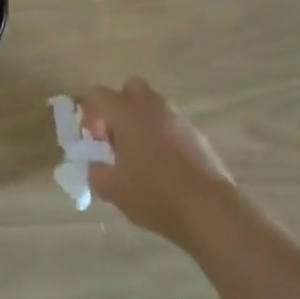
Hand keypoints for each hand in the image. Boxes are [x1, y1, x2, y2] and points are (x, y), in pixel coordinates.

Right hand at [81, 79, 237, 246]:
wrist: (209, 208)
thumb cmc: (154, 193)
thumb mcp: (113, 189)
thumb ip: (96, 172)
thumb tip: (96, 164)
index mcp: (126, 112)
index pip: (97, 95)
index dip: (90, 115)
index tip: (96, 142)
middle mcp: (152, 105)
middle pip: (129, 89)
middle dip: (119, 108)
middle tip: (117, 139)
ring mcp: (178, 118)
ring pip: (153, 107)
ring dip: (142, 122)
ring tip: (141, 157)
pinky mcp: (197, 134)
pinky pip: (172, 125)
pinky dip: (163, 137)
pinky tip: (165, 168)